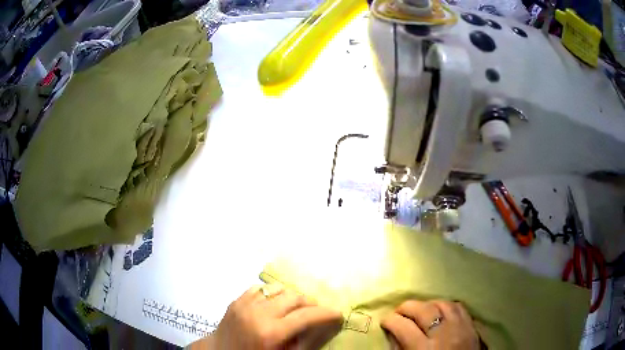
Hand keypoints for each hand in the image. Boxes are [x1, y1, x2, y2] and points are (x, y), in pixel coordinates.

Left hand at [190, 285, 342, 349]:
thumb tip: (320, 328)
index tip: (337, 314)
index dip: (326, 313)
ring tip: (295, 308)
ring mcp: (245, 304)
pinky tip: (274, 305)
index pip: (306, 316)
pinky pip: (261, 289)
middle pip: (294, 297)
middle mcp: (258, 313)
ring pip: (278, 289)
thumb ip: (303, 343)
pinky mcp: (236, 300)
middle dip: (310, 303)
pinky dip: (272, 295)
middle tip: (316, 312)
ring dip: (291, 297)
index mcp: (271, 332)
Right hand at [381, 300, 478, 349]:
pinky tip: (439, 309)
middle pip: (423, 310)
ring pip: (442, 304)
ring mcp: (460, 327)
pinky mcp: (471, 326)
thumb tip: (394, 334)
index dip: (390, 321)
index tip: (385, 321)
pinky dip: (446, 305)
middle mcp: (444, 335)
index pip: (404, 327)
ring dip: (427, 304)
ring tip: (418, 309)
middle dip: (406, 307)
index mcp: (424, 349)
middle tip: (398, 311)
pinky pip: (458, 306)